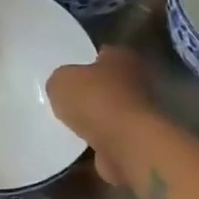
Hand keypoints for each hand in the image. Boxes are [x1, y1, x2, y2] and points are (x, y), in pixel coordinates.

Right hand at [46, 46, 154, 189]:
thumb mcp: (61, 81)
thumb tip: (62, 87)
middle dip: (90, 92)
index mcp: (122, 57)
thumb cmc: (96, 101)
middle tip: (65, 100)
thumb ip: (60, 80)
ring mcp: (139, 112)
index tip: (67, 73)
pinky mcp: (136, 139)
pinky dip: (95, 141)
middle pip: (107, 84)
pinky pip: (109, 137)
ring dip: (93, 119)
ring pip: (109, 112)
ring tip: (67, 124)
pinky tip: (77, 144)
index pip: (102, 53)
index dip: (84, 62)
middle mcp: (137, 81)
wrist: (126, 144)